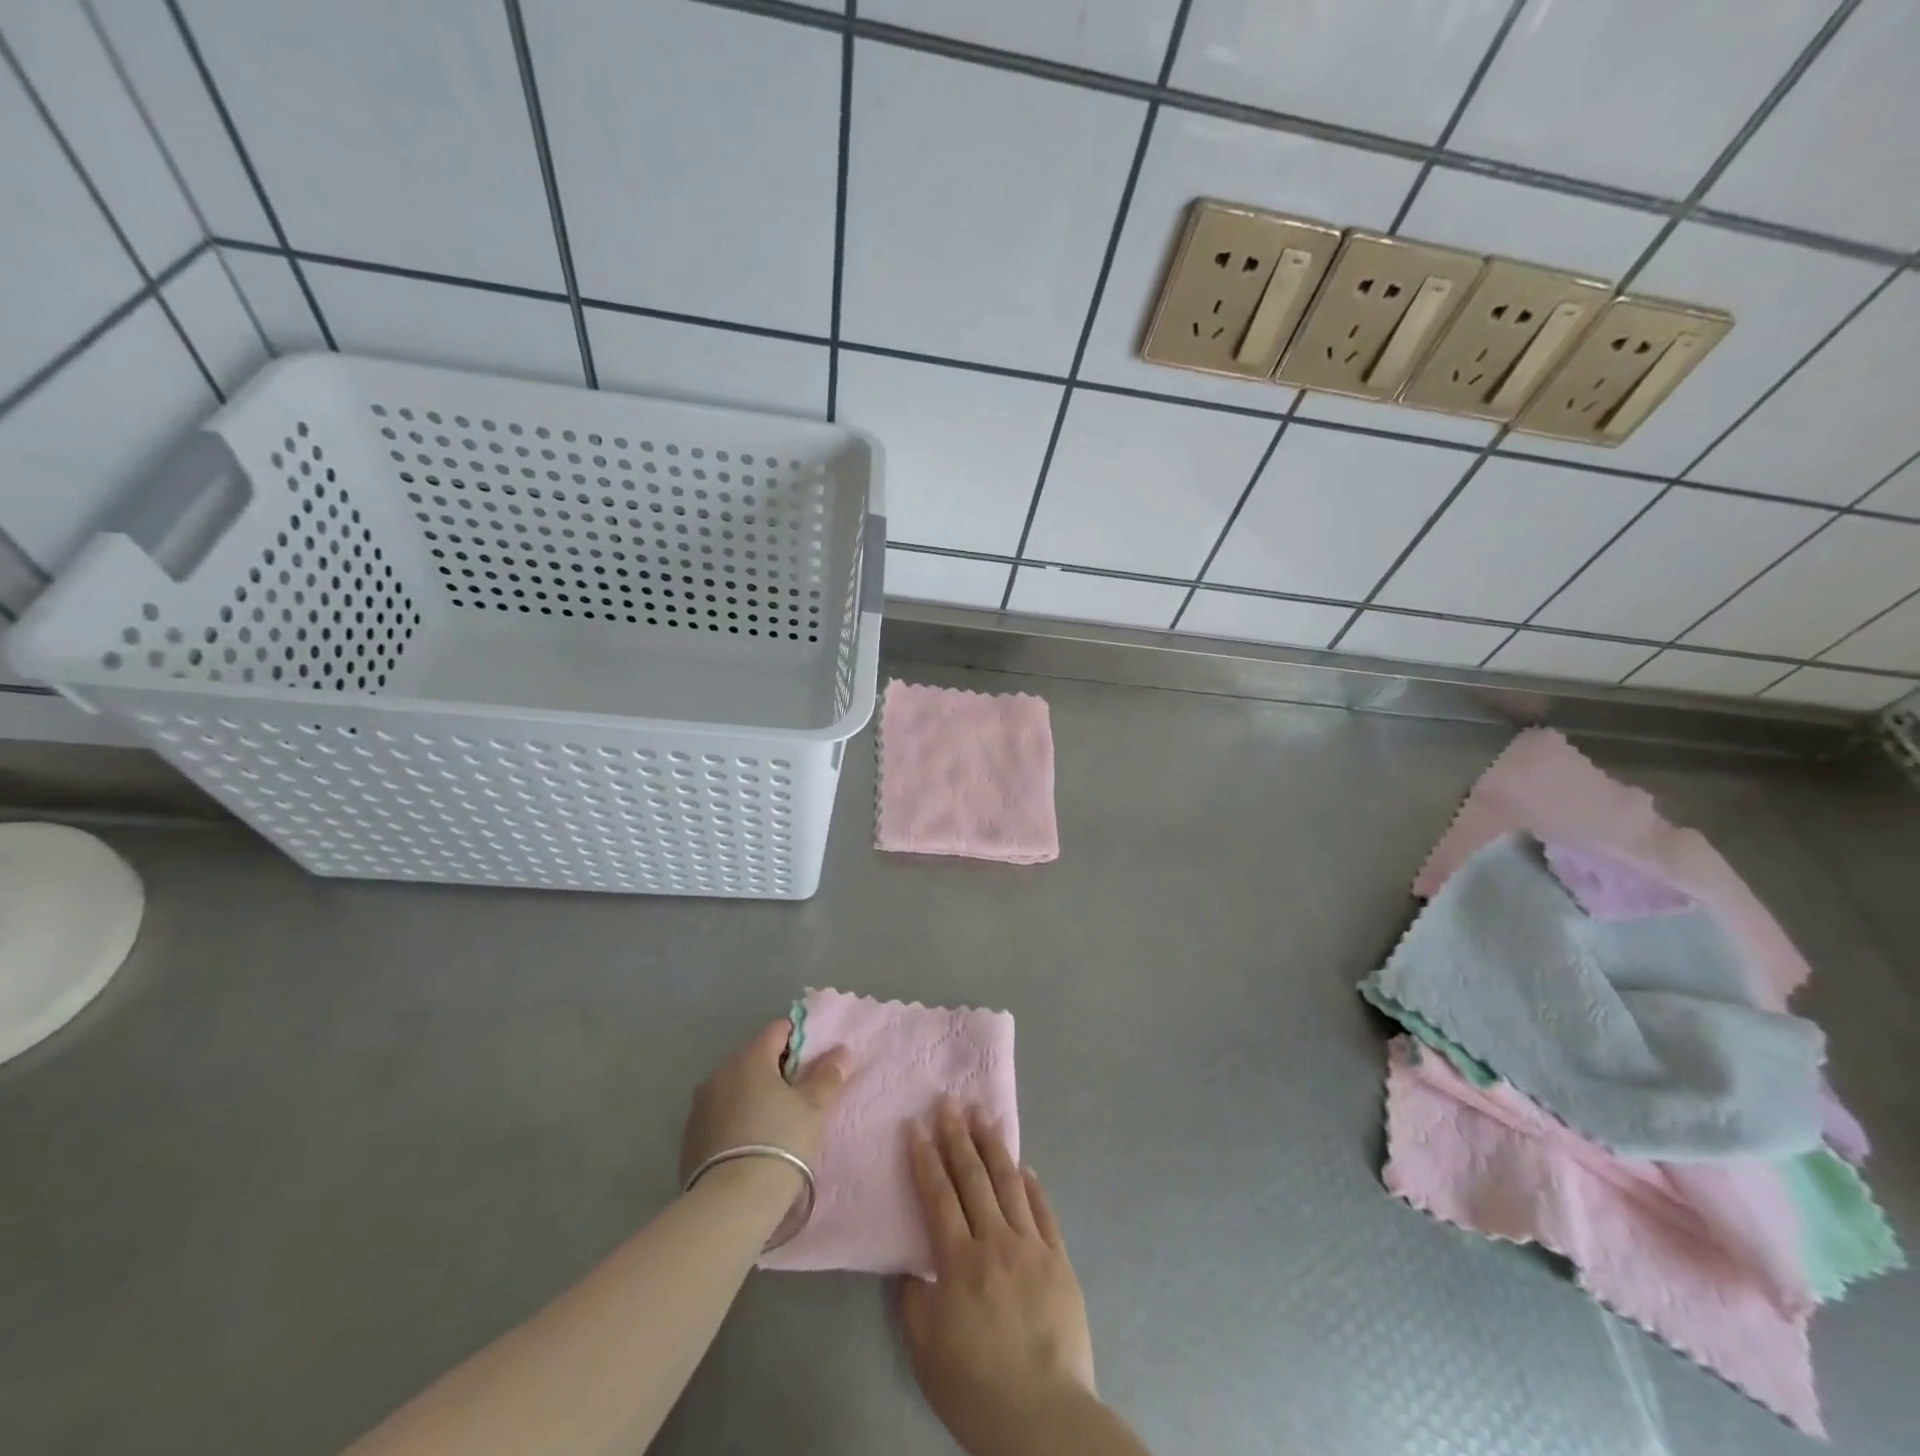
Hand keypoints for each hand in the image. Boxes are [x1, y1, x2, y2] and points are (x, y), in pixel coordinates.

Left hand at [680, 1019, 849, 1183]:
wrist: (730, 1204)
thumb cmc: (780, 1143)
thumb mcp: (814, 1109)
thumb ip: (827, 1076)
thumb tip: (840, 1052)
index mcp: (750, 1058)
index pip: (777, 1030)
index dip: (799, 1040)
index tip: (813, 1063)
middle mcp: (720, 1073)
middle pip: (754, 1058)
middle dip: (776, 1070)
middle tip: (799, 1096)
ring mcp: (700, 1105)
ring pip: (735, 1086)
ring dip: (753, 1095)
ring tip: (774, 1124)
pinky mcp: (689, 1136)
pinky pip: (719, 1114)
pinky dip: (735, 1119)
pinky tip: (750, 1145)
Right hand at [900, 1101, 1096, 1454]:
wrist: (1044, 1417)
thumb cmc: (976, 1387)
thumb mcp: (926, 1349)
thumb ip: (915, 1298)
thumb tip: (915, 1262)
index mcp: (959, 1261)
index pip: (938, 1196)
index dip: (925, 1158)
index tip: (916, 1126)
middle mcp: (995, 1241)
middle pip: (973, 1177)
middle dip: (958, 1136)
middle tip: (949, 1102)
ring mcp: (1032, 1246)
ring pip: (1010, 1183)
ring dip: (994, 1146)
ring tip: (984, 1116)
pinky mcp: (1060, 1259)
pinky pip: (1044, 1211)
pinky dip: (1033, 1185)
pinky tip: (1025, 1166)